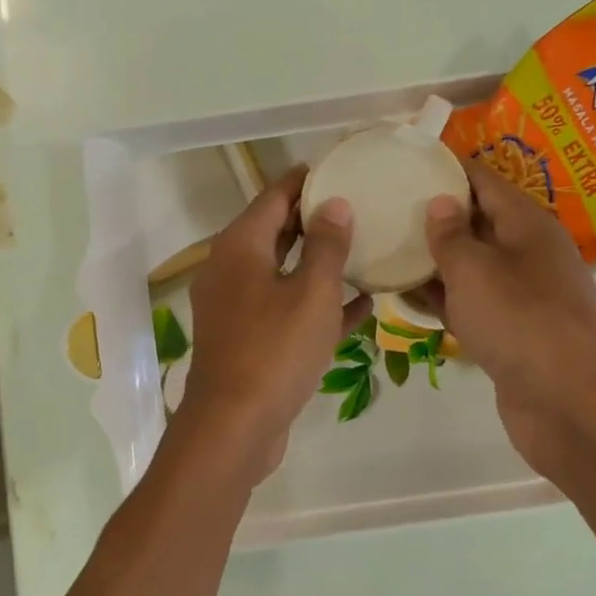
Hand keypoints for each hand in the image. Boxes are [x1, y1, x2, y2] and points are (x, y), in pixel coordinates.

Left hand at [176, 167, 372, 483]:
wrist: (235, 426)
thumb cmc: (275, 350)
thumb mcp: (311, 293)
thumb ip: (327, 246)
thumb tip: (335, 205)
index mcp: (239, 248)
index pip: (273, 197)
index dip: (304, 181)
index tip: (338, 169)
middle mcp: (231, 271)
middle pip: (275, 233)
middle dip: (314, 220)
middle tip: (359, 206)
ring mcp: (237, 309)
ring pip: (283, 274)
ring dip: (319, 264)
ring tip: (363, 249)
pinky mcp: (249, 341)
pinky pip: (287, 311)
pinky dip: (317, 306)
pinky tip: (361, 308)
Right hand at [418, 160, 595, 480]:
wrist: (567, 405)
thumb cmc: (520, 323)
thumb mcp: (475, 271)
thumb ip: (450, 235)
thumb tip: (439, 203)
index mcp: (528, 225)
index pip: (484, 180)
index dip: (448, 168)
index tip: (407, 161)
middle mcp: (529, 253)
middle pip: (478, 221)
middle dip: (435, 213)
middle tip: (386, 205)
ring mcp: (522, 295)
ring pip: (471, 265)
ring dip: (434, 259)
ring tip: (387, 247)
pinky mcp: (512, 331)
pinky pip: (472, 302)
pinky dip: (443, 297)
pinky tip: (406, 297)